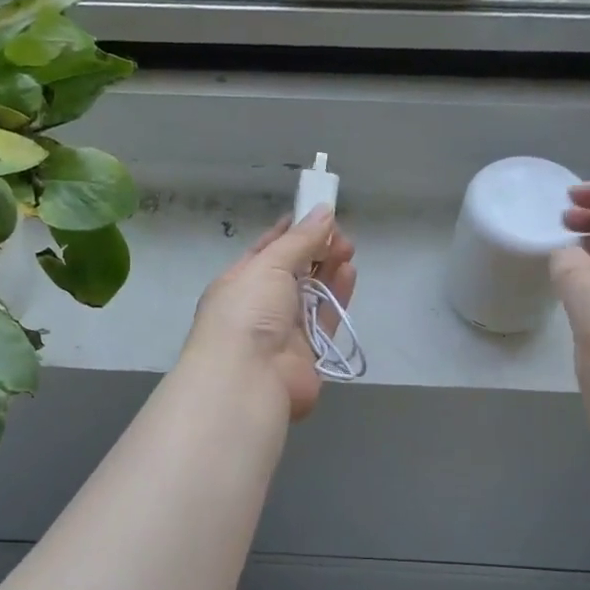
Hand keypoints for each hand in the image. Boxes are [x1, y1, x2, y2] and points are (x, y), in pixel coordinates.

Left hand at [182, 207, 357, 420]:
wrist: (248, 378)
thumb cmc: (248, 311)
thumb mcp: (269, 265)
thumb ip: (300, 240)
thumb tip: (324, 211)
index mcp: (238, 283)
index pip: (265, 251)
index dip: (289, 232)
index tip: (315, 215)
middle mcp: (259, 306)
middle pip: (292, 272)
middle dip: (316, 251)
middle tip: (341, 236)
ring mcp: (284, 331)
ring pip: (312, 295)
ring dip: (329, 271)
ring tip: (349, 249)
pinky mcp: (308, 353)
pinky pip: (326, 318)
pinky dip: (338, 296)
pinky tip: (350, 273)